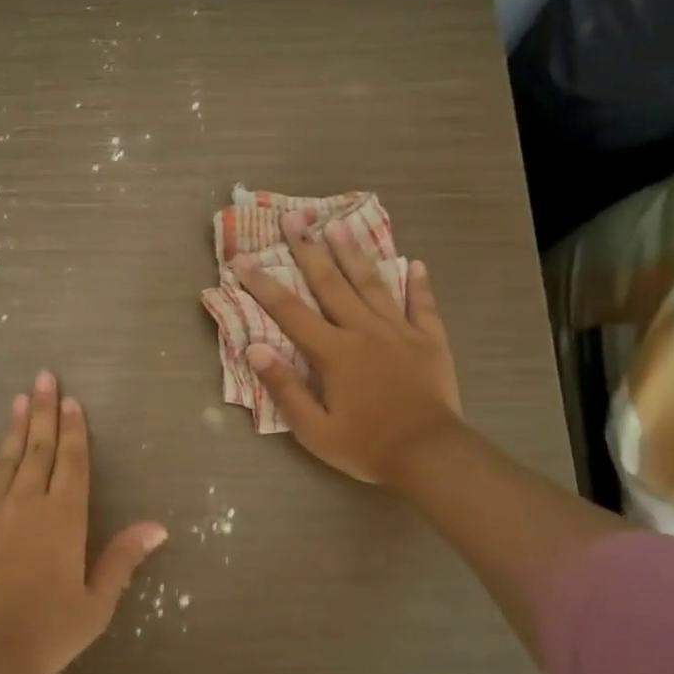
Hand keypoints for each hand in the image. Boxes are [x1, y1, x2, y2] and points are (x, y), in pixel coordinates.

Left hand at [0, 371, 167, 673]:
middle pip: (39, 449)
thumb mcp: (95, 603)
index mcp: (63, 517)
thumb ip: (122, 560)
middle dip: (44, 411)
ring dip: (15, 428)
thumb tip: (158, 526)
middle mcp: (27, 502)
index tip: (72, 401)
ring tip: (20, 399)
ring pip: (7, 458)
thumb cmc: (44, 632)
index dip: (74, 430)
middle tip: (43, 377)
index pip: (72, 462)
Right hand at [235, 211, 461, 490]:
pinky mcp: (430, 341)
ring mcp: (400, 332)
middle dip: (308, 249)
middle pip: (331, 284)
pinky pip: (422, 306)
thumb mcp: (314, 429)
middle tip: (294, 218)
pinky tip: (415, 264)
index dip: (262, 284)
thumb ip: (284, 387)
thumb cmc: (367, 446)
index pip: (290, 311)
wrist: (431, 456)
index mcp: (334, 352)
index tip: (242, 258)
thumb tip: (254, 348)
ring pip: (372, 285)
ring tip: (339, 224)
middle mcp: (364, 331)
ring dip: (354, 254)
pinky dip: (418, 285)